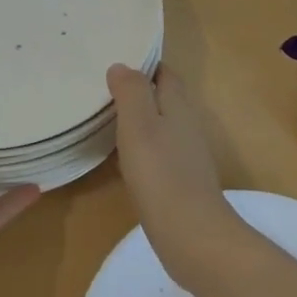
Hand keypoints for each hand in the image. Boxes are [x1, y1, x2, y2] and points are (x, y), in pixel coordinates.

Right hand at [107, 64, 237, 282]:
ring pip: (162, 126)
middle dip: (140, 91)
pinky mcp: (181, 182)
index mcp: (179, 106)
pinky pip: (159, 153)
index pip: (165, 74)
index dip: (144, 65)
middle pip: (165, 98)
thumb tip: (122, 66)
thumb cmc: (161, 174)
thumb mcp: (139, 125)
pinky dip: (142, 147)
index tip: (117, 61)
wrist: (191, 235)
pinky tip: (124, 158)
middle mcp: (187, 126)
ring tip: (108, 118)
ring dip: (140, 119)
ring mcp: (186, 156)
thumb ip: (131, 92)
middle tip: (105, 88)